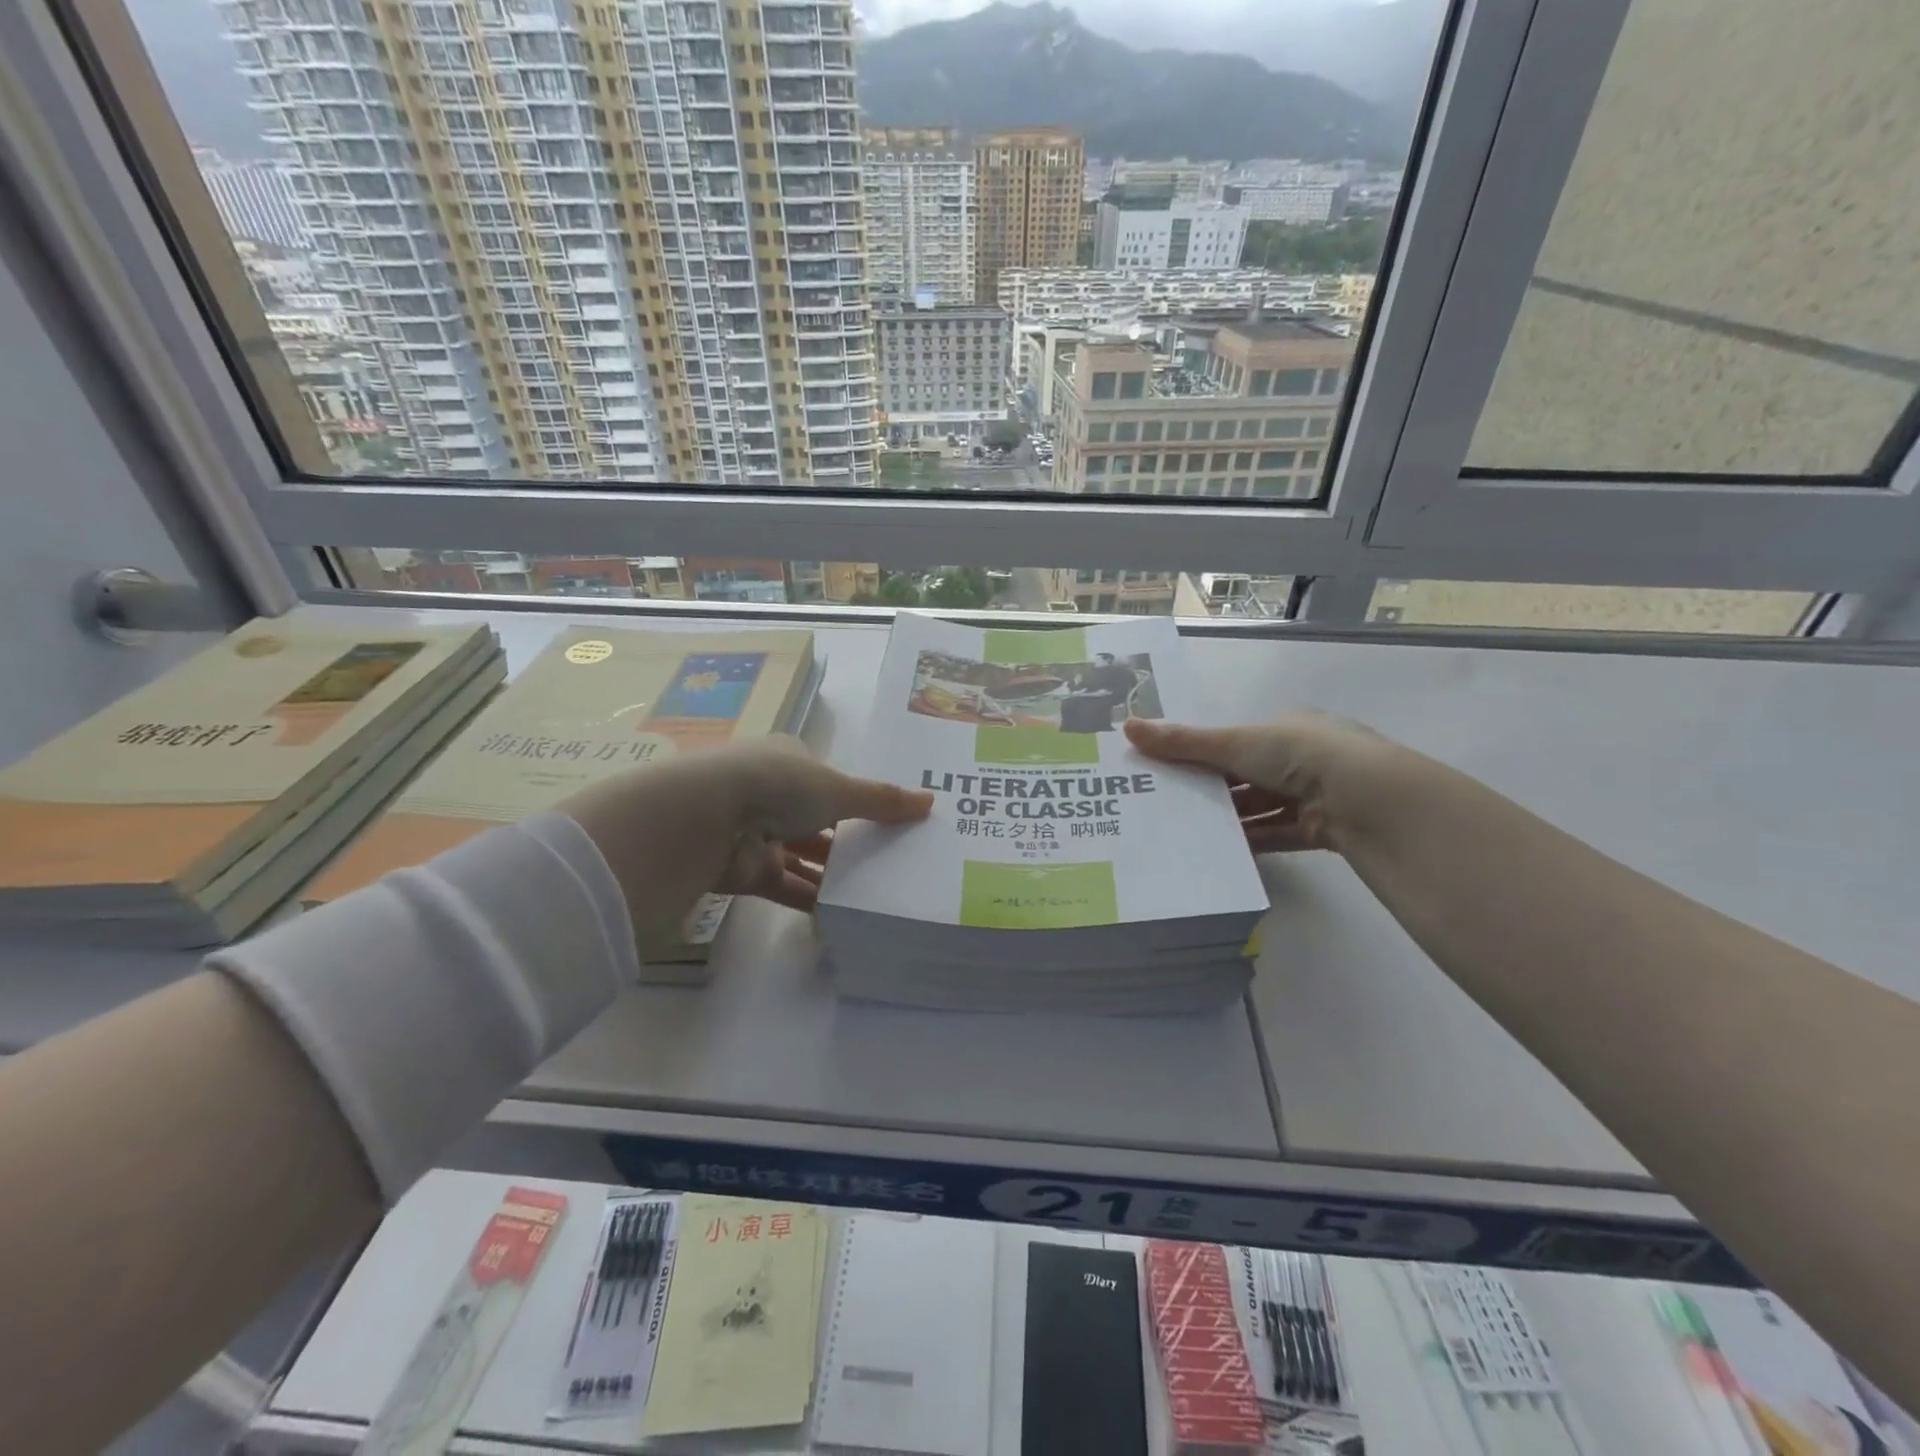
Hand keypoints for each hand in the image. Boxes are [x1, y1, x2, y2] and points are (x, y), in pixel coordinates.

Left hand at [559, 738, 932, 937]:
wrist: (707, 819)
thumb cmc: (778, 786)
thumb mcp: (839, 789)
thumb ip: (882, 799)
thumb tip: (931, 802)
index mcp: (788, 760)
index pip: (828, 779)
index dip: (857, 797)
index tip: (889, 819)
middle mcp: (770, 792)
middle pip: (818, 819)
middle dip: (849, 839)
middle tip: (891, 859)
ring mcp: (756, 832)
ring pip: (803, 855)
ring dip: (833, 873)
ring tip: (877, 890)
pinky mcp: (746, 870)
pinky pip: (787, 886)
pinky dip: (812, 900)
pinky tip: (843, 915)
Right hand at [1124, 713, 1402, 854]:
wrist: (1367, 798)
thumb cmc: (1298, 754)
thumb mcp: (1234, 743)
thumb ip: (1182, 742)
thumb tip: (1126, 726)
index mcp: (1286, 728)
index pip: (1236, 741)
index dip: (1203, 754)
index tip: (1170, 771)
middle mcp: (1302, 757)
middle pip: (1247, 776)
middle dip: (1213, 790)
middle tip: (1171, 805)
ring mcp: (1315, 794)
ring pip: (1262, 807)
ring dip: (1232, 818)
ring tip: (1189, 832)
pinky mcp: (1321, 828)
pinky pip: (1278, 834)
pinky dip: (1253, 841)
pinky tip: (1222, 852)